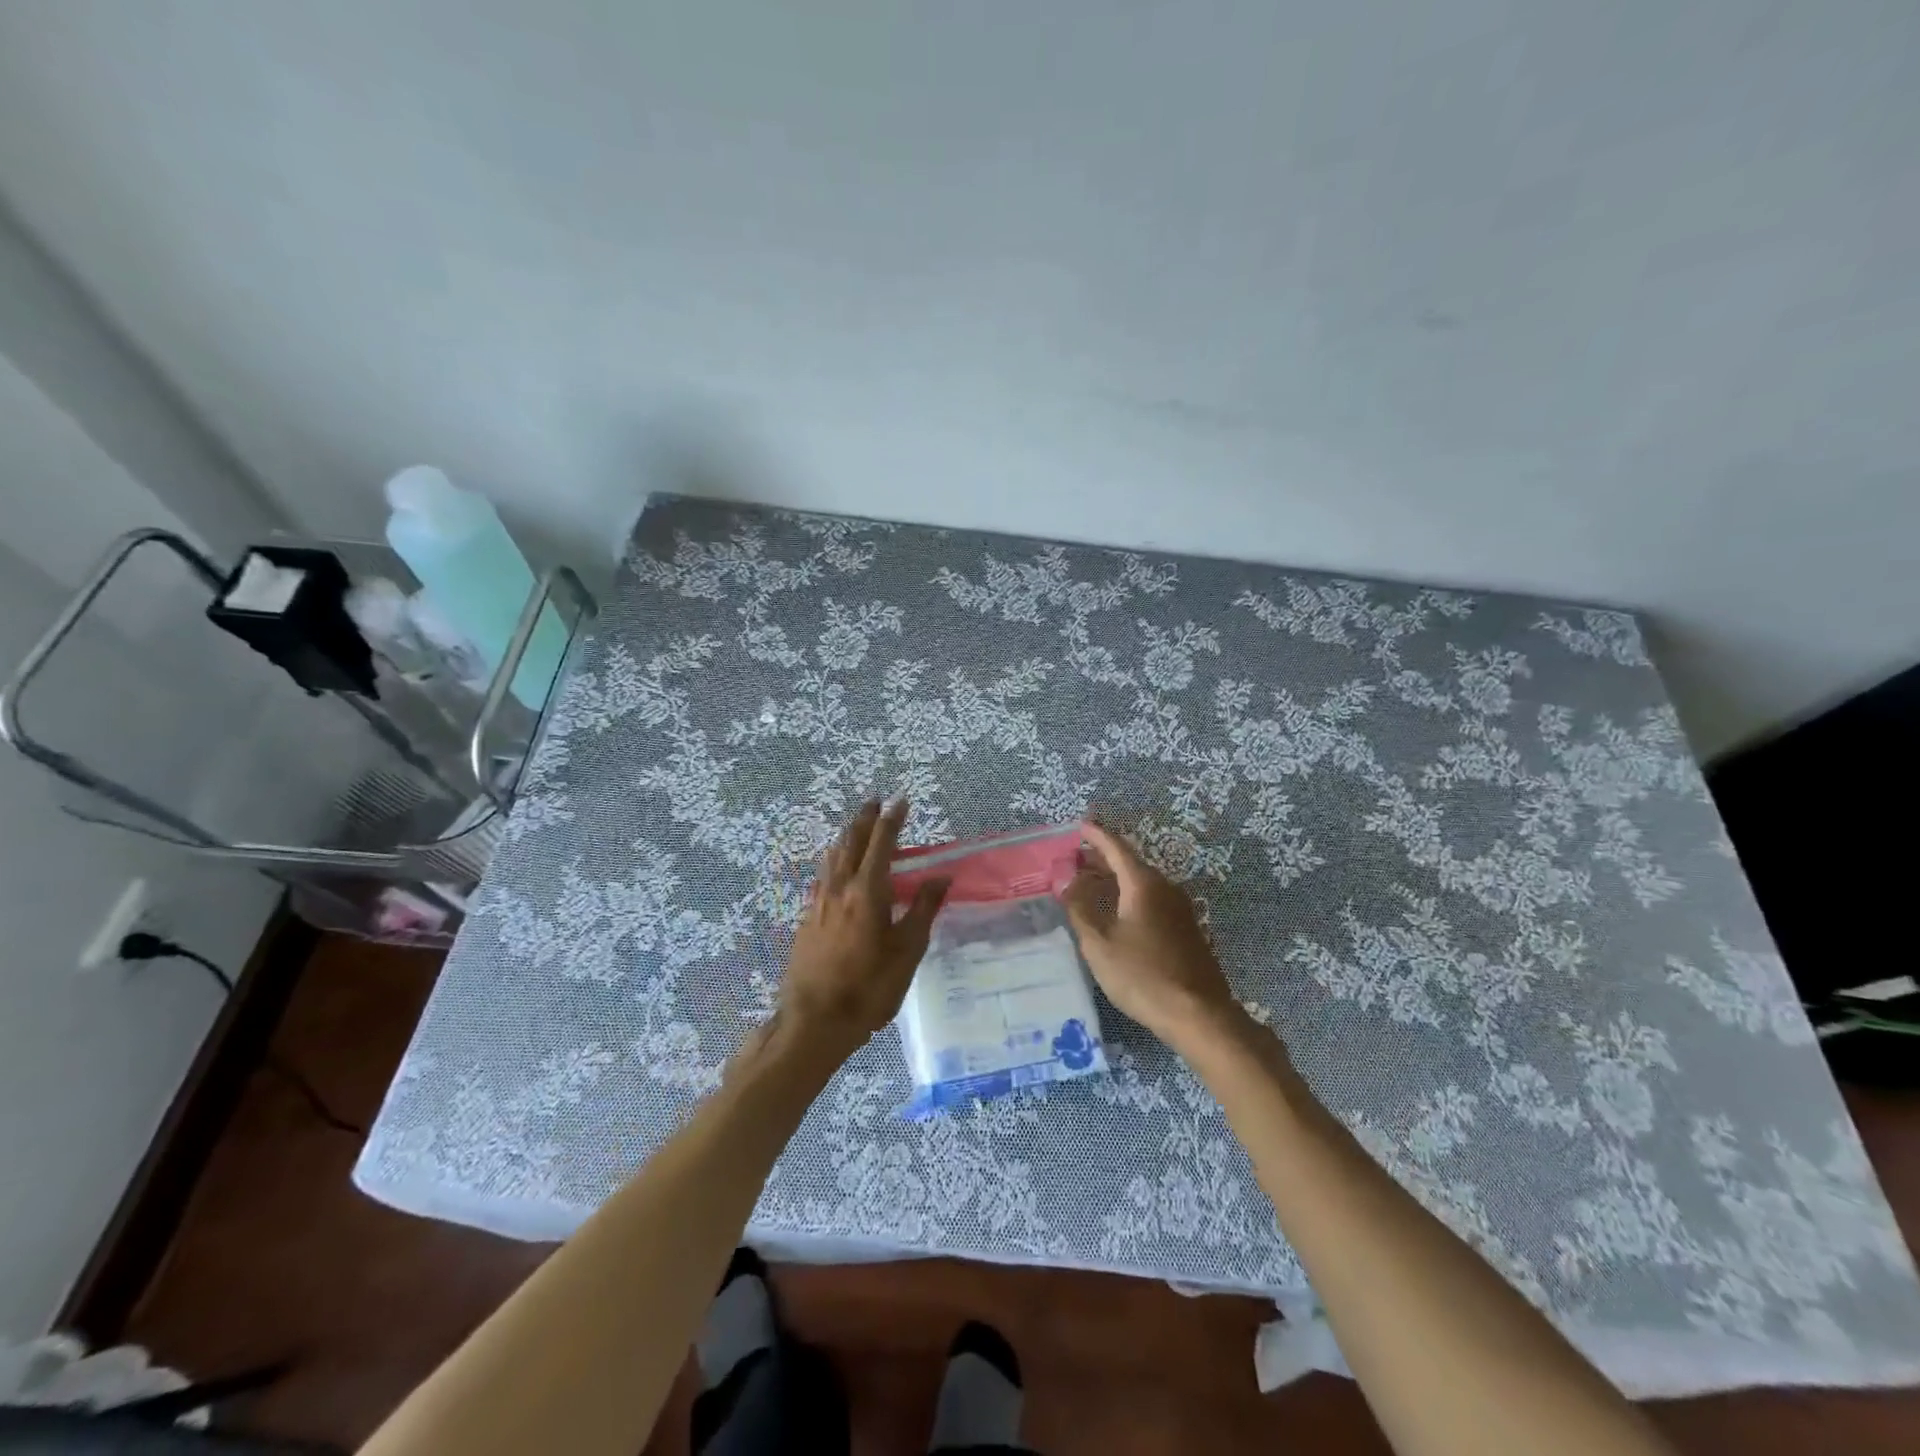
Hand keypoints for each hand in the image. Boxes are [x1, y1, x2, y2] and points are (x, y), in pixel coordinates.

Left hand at [780, 799, 949, 1059]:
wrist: (814, 1019)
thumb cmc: (869, 986)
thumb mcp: (907, 950)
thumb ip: (924, 909)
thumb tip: (941, 876)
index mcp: (867, 891)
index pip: (881, 843)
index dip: (892, 820)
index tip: (900, 800)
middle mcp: (840, 888)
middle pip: (851, 842)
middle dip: (865, 819)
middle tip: (874, 801)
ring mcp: (819, 902)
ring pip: (833, 857)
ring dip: (846, 836)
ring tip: (856, 826)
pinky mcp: (808, 918)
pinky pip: (823, 875)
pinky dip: (834, 859)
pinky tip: (835, 867)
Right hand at [1064, 821, 1245, 1053]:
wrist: (1198, 1014)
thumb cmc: (1142, 976)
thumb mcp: (1099, 944)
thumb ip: (1080, 907)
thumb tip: (1066, 878)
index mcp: (1143, 884)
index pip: (1116, 848)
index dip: (1097, 835)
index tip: (1080, 825)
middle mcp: (1165, 888)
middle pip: (1130, 863)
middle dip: (1102, 858)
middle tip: (1075, 858)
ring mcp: (1179, 909)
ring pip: (1141, 882)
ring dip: (1115, 878)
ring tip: (1089, 883)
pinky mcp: (1185, 929)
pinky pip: (1151, 899)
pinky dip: (1129, 896)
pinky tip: (1116, 912)